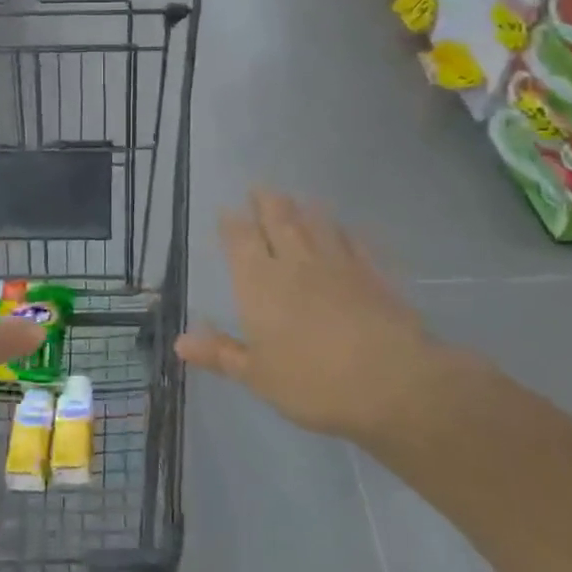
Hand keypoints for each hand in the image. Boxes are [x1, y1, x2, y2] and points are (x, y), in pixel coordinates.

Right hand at [175, 190, 470, 445]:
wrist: (391, 381)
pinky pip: (355, 242)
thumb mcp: (257, 376)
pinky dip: (346, 232)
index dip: (232, 223)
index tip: (226, 210)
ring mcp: (338, 263)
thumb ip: (220, 353)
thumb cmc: (312, 382)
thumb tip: (180, 341)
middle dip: (265, 202)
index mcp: (259, 282)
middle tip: (259, 189)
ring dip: (304, 208)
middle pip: (278, 219)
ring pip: (316, 223)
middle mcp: (295, 262)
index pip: (240, 240)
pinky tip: (346, 229)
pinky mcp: (374, 273)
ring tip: (298, 199)